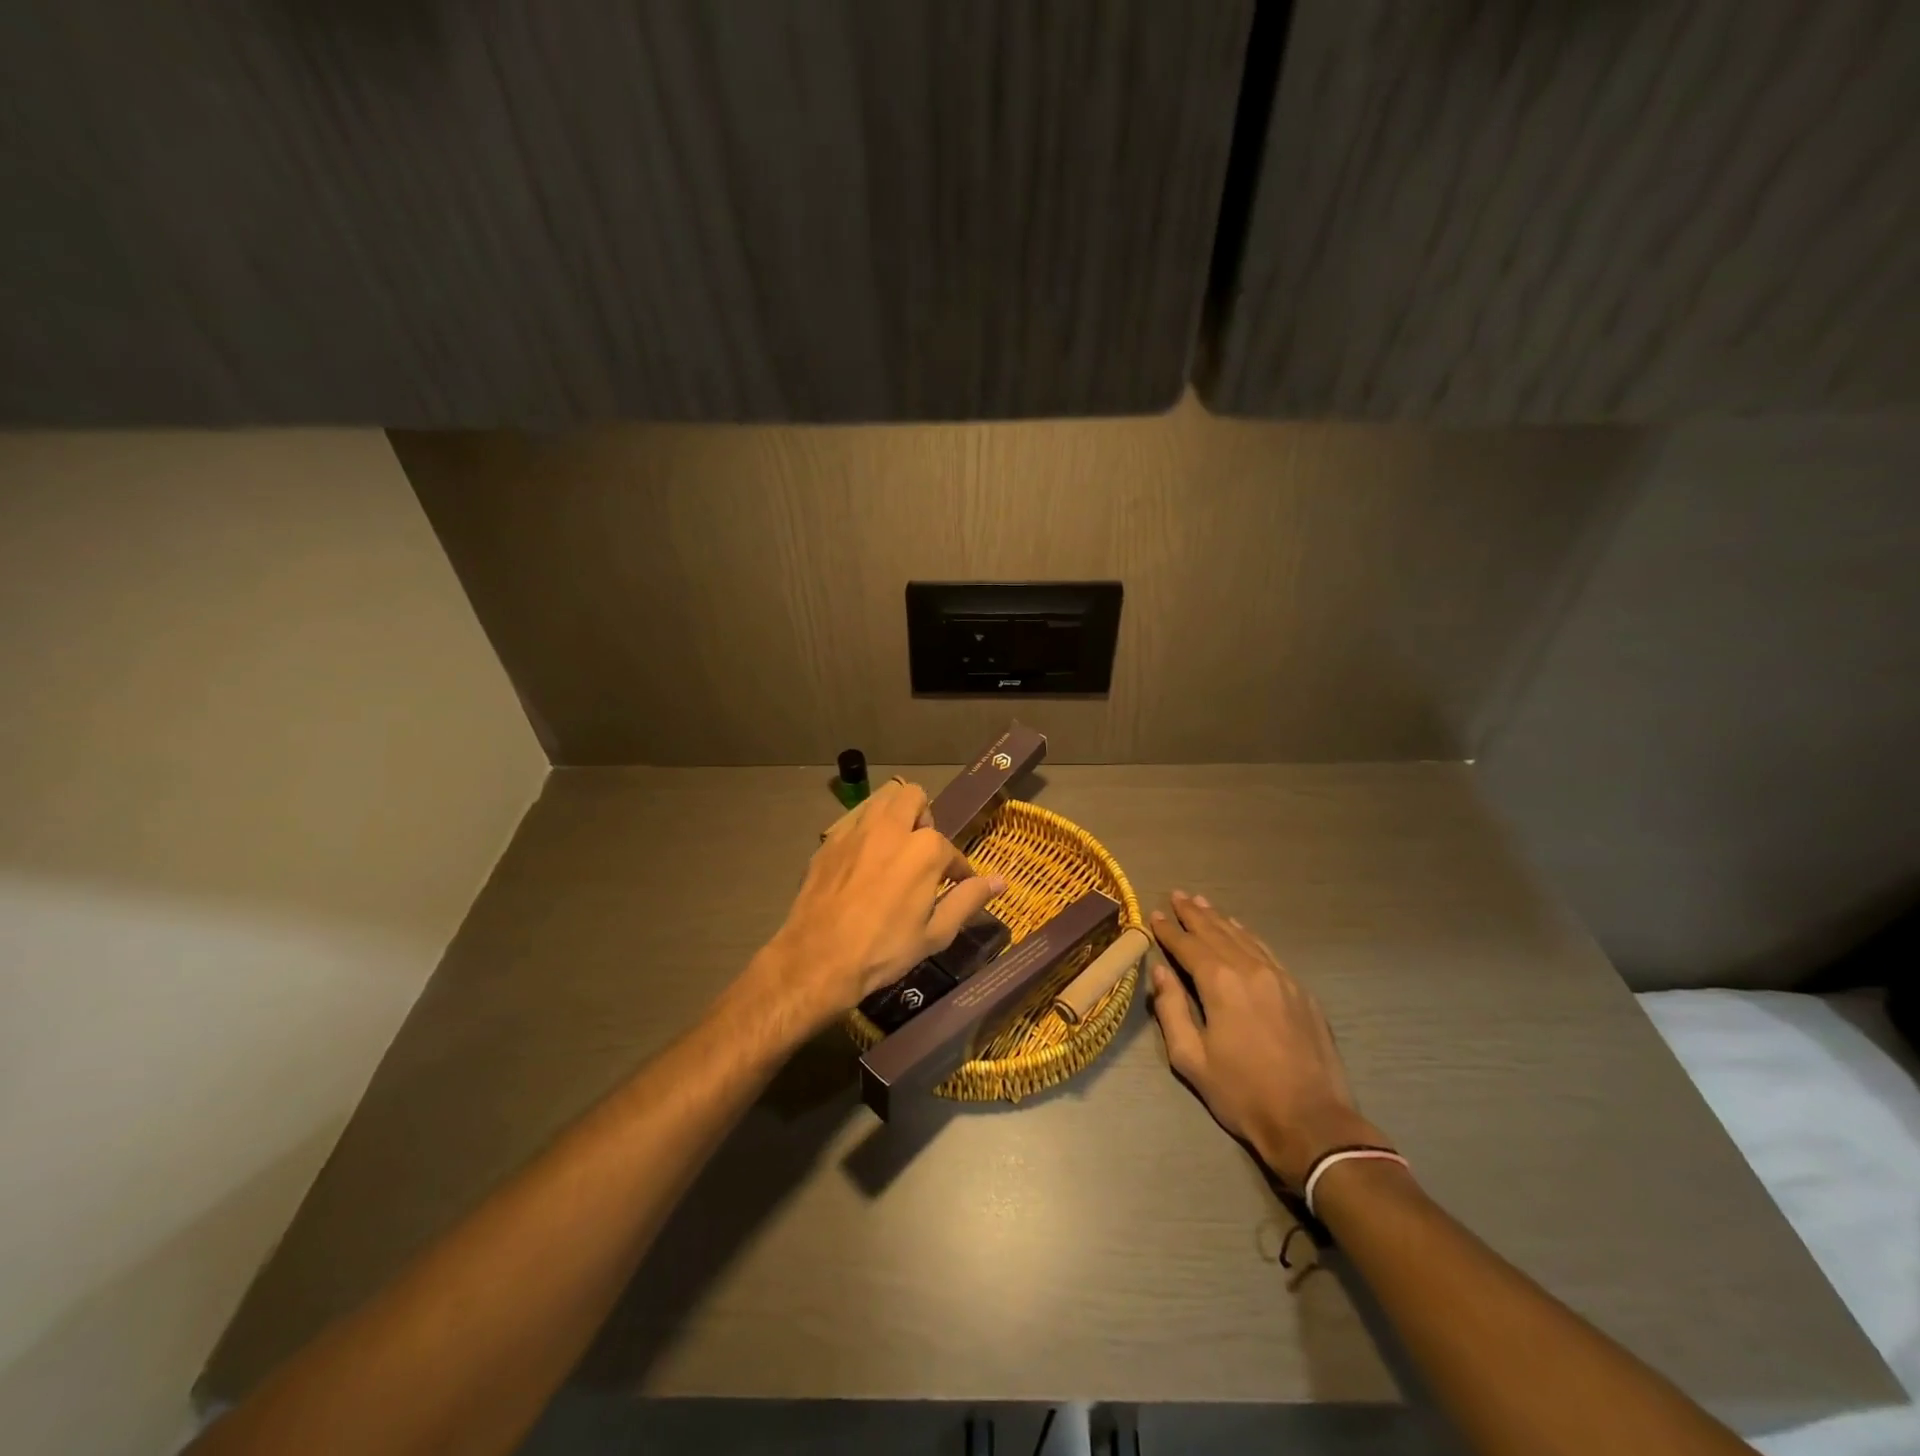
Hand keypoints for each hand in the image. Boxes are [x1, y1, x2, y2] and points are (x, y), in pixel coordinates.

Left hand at [755, 779, 1006, 1032]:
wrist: (818, 959)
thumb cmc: (884, 949)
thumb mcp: (936, 933)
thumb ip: (969, 899)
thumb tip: (1001, 881)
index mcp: (925, 849)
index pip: (951, 850)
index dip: (957, 870)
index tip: (954, 886)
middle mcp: (891, 827)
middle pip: (914, 797)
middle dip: (924, 818)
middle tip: (921, 852)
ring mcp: (856, 830)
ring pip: (881, 798)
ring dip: (894, 814)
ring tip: (894, 848)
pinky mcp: (829, 840)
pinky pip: (854, 820)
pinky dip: (865, 831)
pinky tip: (862, 862)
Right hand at [1148, 891, 1388, 1187]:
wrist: (1312, 1121)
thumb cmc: (1242, 1093)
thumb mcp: (1191, 1059)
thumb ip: (1171, 1010)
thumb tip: (1160, 973)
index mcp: (1220, 983)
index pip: (1188, 946)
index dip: (1169, 930)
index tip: (1156, 914)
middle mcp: (1250, 969)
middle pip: (1216, 933)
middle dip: (1194, 914)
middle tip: (1178, 895)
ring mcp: (1280, 977)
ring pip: (1244, 938)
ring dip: (1220, 920)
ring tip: (1203, 903)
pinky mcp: (1300, 992)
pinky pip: (1268, 952)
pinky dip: (1249, 936)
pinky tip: (1242, 931)